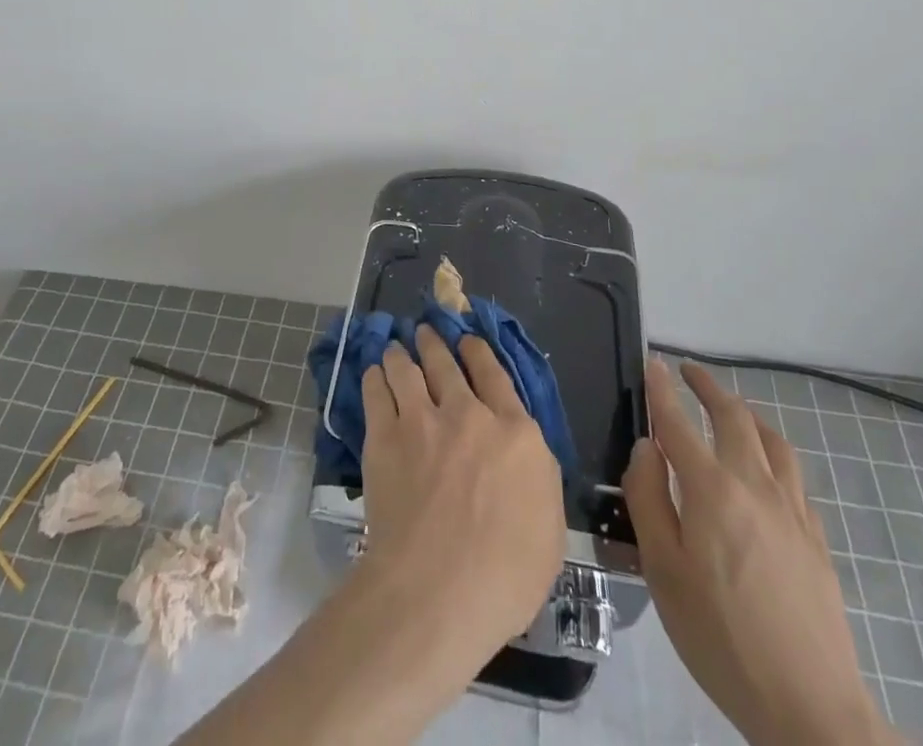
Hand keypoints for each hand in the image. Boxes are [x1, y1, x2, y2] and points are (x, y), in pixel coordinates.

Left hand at [359, 327, 563, 666]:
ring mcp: (421, 420)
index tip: (466, 341)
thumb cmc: (505, 574)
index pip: (494, 374)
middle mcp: (468, 413)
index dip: (477, 351)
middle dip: (434, 342)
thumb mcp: (549, 526)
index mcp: (515, 433)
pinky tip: (373, 374)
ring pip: (407, 368)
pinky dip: (375, 377)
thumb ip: (537, 477)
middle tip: (424, 331)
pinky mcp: (384, 436)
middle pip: (446, 363)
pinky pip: (376, 391)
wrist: (437, 590)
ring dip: (402, 353)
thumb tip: (522, 455)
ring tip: (395, 348)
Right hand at [625, 358, 895, 745]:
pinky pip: (793, 476)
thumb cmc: (719, 636)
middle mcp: (755, 486)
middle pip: (734, 417)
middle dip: (709, 387)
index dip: (662, 389)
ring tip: (730, 410)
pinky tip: (765, 470)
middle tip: (688, 372)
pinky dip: (772, 453)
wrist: (810, 707)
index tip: (653, 362)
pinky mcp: (816, 540)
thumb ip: (648, 498)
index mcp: (712, 490)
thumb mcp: (662, 569)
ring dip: (746, 413)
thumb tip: (646, 447)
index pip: (679, 422)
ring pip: (772, 441)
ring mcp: (792, 512)